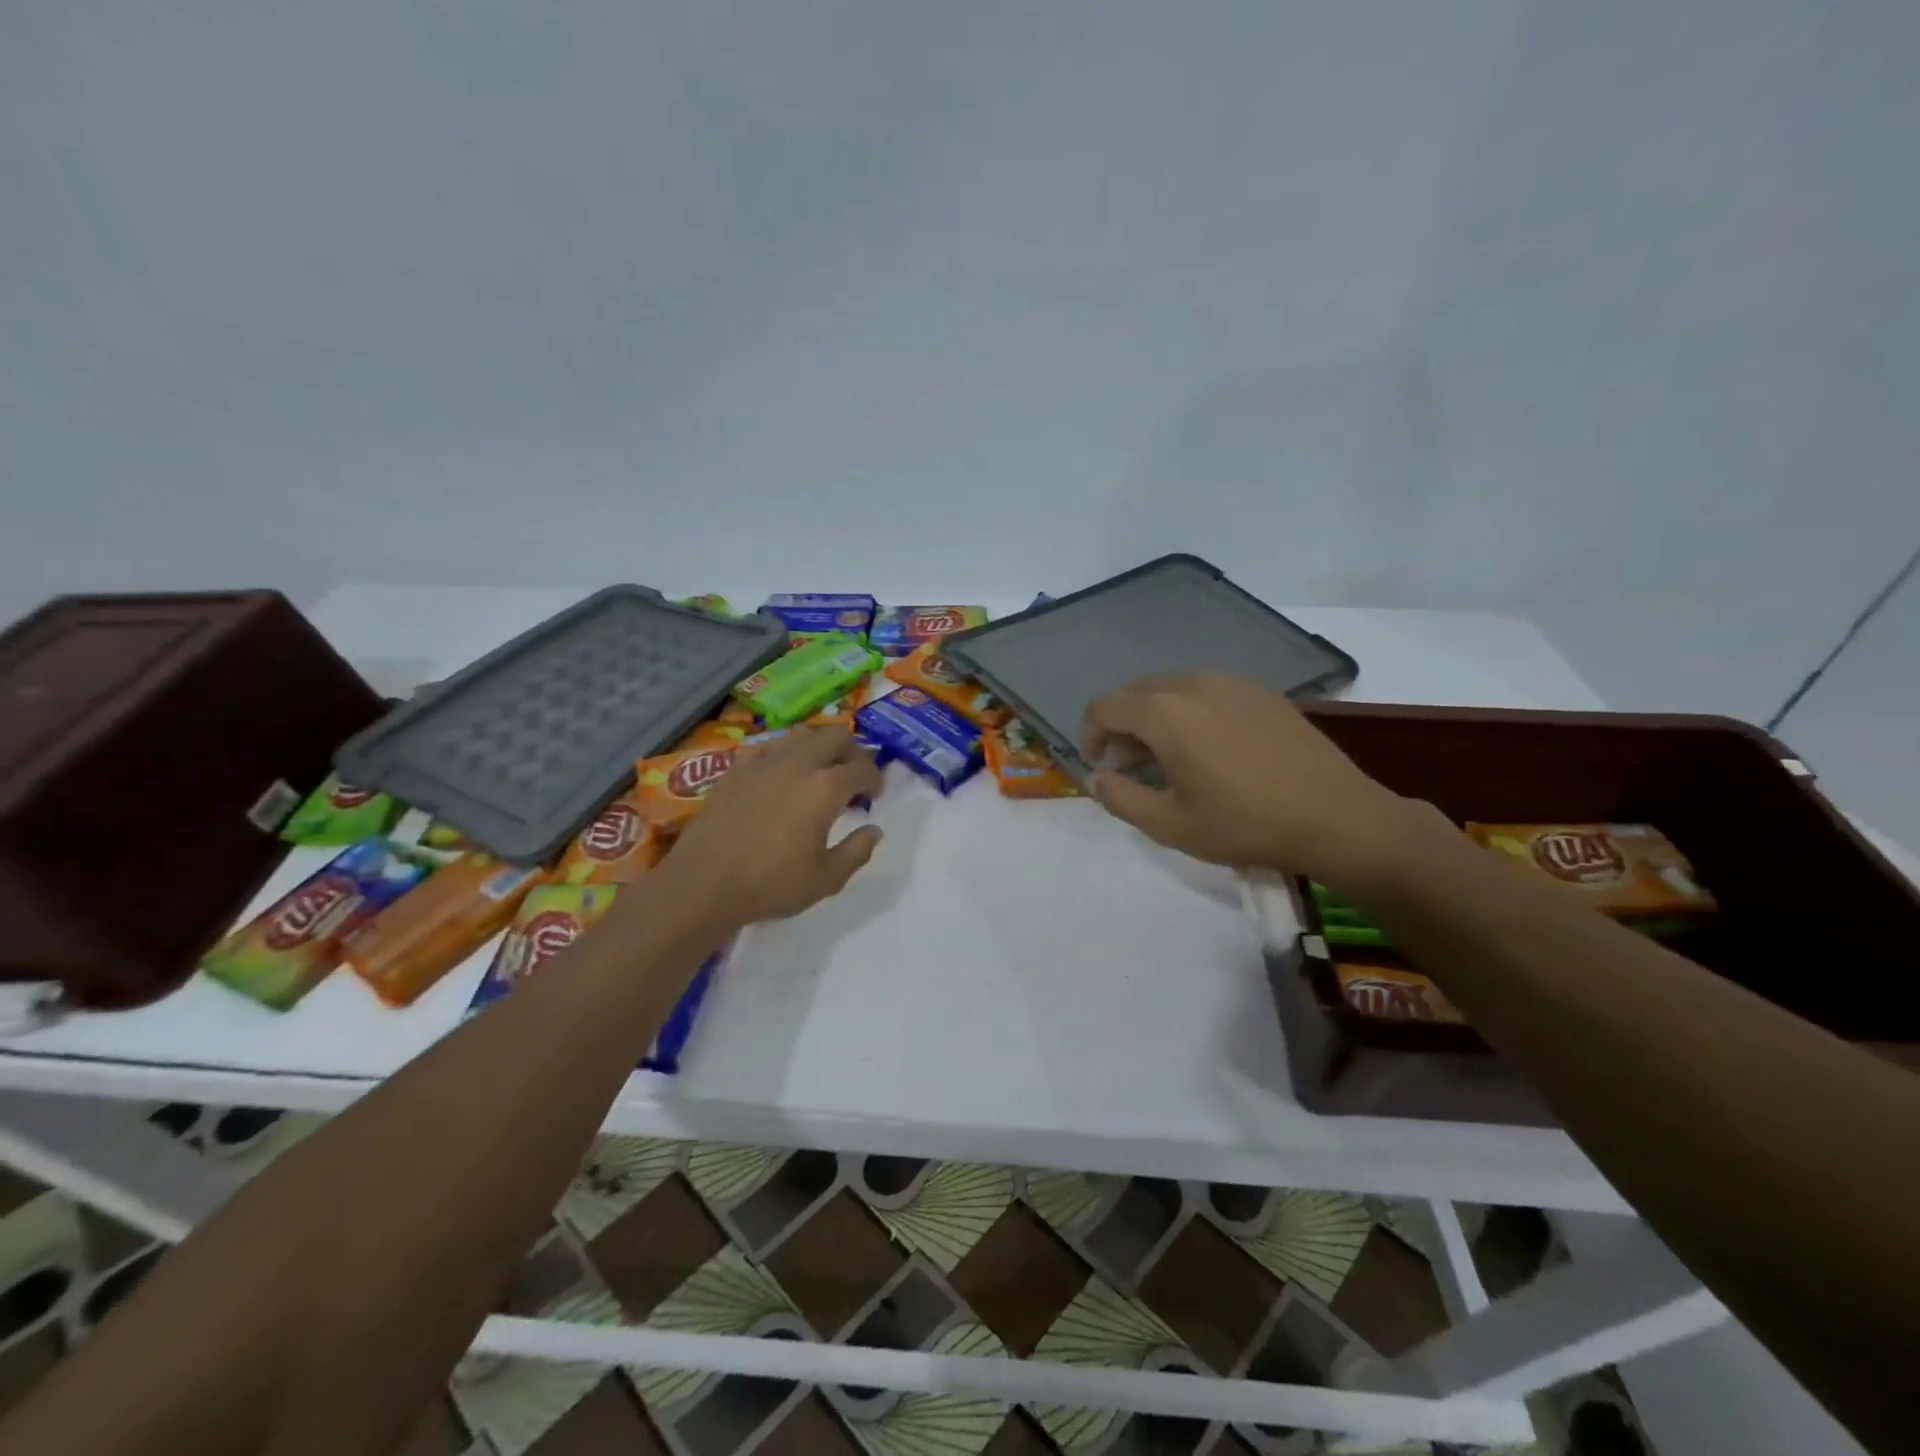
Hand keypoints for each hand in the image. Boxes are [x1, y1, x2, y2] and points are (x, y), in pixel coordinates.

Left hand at [663, 728, 884, 924]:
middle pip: (835, 737)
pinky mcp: (736, 768)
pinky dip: (785, 753)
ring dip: (820, 746)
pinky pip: (769, 746)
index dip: (875, 779)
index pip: (863, 767)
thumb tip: (874, 830)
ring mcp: (763, 762)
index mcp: (825, 788)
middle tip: (853, 776)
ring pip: (802, 735)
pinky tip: (781, 774)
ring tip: (820, 770)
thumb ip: (857, 852)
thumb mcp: (826, 880)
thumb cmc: (770, 884)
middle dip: (853, 752)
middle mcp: (798, 764)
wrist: (703, 883)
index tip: (873, 796)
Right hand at [1080, 672, 1423, 889]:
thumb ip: (1121, 798)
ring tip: (1168, 756)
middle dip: (1121, 724)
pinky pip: (1207, 690)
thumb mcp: (1170, 824)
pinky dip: (1189, 710)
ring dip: (1154, 715)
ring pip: (1172, 687)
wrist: (1337, 817)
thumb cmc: (1245, 824)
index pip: (1104, 706)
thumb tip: (1096, 778)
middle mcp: (1194, 684)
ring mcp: (1232, 683)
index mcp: (1165, 713)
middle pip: (1136, 691)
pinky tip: (1209, 746)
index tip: (1100, 767)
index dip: (1090, 735)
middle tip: (1130, 764)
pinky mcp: (1262, 692)